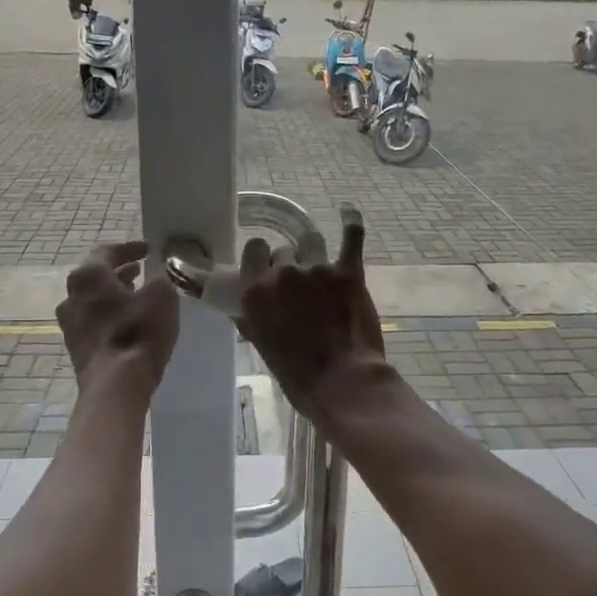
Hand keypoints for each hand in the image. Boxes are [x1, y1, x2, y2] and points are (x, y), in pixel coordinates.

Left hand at [57, 241, 178, 401]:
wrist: (115, 385)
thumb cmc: (138, 332)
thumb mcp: (162, 296)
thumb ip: (160, 279)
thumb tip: (156, 277)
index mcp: (87, 276)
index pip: (107, 251)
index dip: (130, 248)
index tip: (148, 249)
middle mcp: (71, 296)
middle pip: (96, 277)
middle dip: (120, 272)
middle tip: (141, 270)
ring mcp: (69, 325)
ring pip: (94, 301)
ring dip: (115, 295)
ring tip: (137, 295)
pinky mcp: (76, 348)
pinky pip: (95, 322)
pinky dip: (111, 315)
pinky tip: (130, 322)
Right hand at [235, 205, 387, 426]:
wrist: (341, 382)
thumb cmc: (296, 374)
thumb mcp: (261, 346)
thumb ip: (252, 317)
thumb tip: (245, 306)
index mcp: (255, 290)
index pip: (254, 249)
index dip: (263, 258)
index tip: (269, 270)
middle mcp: (282, 273)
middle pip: (283, 250)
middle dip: (290, 264)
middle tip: (300, 288)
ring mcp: (317, 269)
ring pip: (312, 242)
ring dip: (315, 253)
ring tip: (323, 271)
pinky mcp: (348, 272)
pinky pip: (351, 235)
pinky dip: (351, 223)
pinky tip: (348, 212)